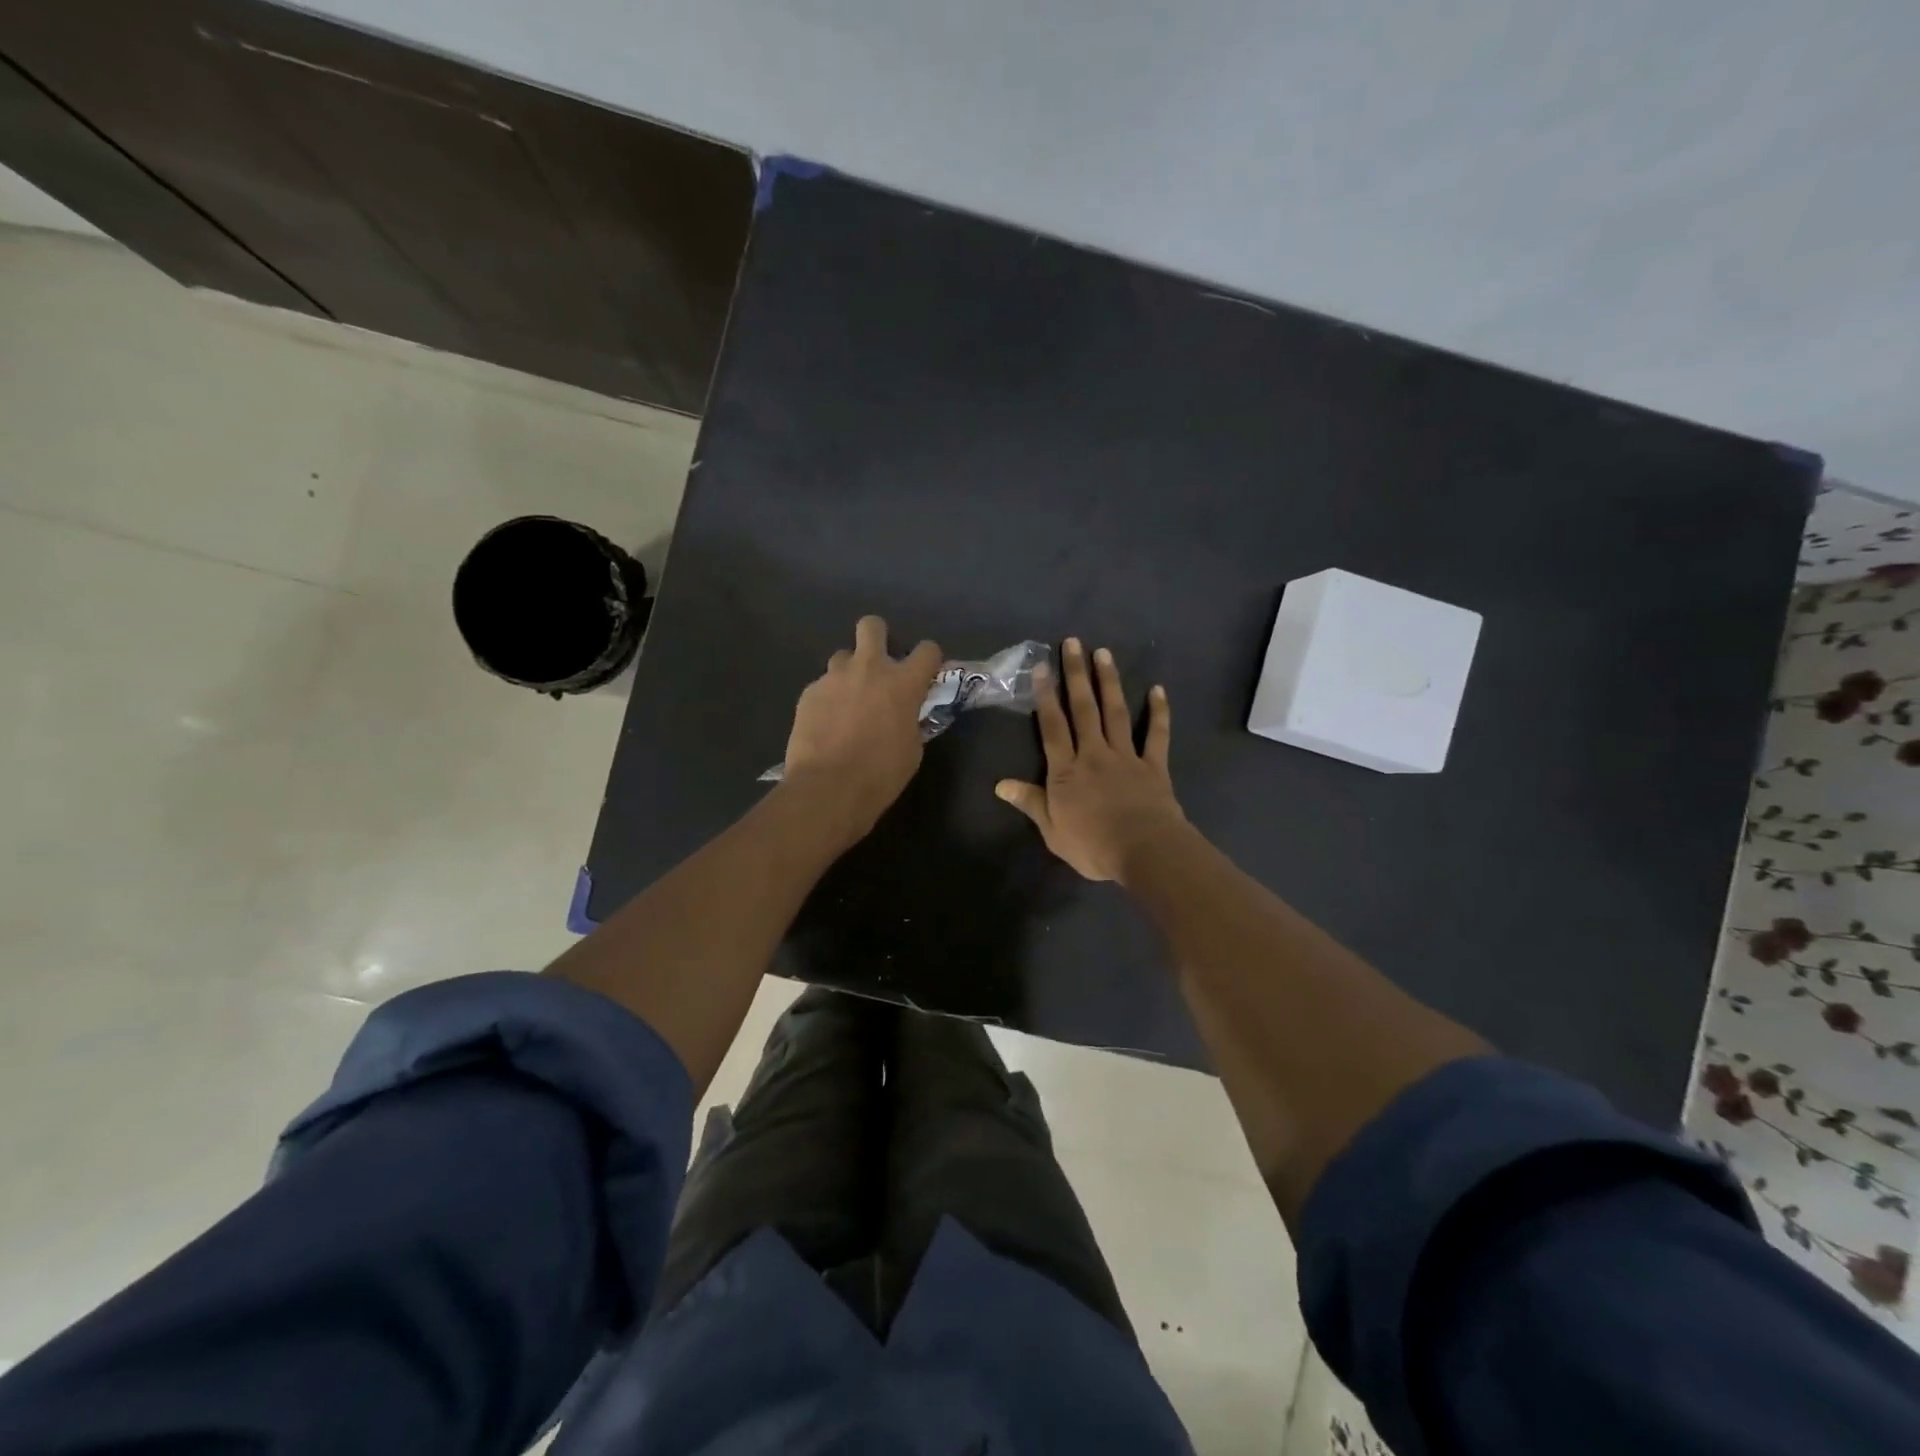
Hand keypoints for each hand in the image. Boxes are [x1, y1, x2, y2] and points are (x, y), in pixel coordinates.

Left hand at [781, 616, 942, 838]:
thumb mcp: (912, 749)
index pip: (927, 650)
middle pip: (872, 626)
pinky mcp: (808, 693)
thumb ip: (911, 721)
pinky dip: (828, 699)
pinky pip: (822, 686)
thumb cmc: (881, 774)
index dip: (928, 659)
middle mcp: (869, 668)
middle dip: (878, 637)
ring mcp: (834, 677)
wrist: (828, 788)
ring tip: (848, 701)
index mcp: (903, 682)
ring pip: (843, 656)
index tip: (925, 673)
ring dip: (850, 672)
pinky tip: (826, 724)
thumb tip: (906, 716)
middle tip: (878, 666)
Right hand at [995, 638, 1185, 882]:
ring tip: (1104, 653)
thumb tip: (1000, 784)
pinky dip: (1158, 712)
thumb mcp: (1052, 831)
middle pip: (1083, 709)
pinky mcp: (1154, 766)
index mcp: (1066, 771)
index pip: (1052, 727)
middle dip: (1076, 675)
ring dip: (1108, 682)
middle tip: (1074, 643)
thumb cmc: (1093, 846)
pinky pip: (1156, 735)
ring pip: (1115, 713)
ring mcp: (1126, 757)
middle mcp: (1094, 754)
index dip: (1045, 696)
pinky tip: (1158, 689)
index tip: (1041, 667)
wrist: (1145, 852)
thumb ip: (1030, 803)